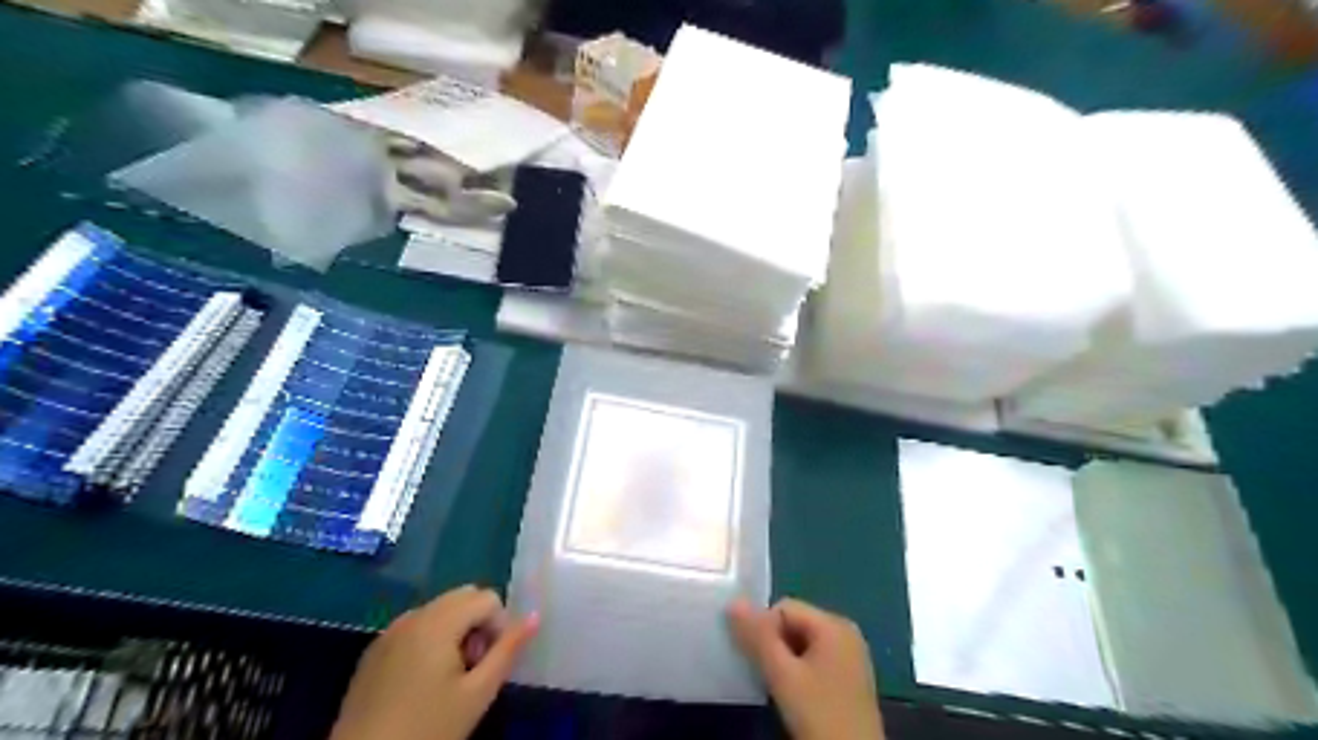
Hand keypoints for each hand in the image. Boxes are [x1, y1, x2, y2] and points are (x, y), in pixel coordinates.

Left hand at [336, 583, 538, 739]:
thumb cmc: (427, 729)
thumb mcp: (478, 694)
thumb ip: (508, 650)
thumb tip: (535, 616)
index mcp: (438, 621)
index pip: (487, 598)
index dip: (498, 627)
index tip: (487, 665)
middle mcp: (413, 615)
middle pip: (463, 596)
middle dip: (478, 623)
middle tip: (472, 668)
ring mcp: (390, 630)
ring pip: (440, 609)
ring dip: (456, 630)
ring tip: (450, 677)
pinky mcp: (375, 649)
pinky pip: (417, 625)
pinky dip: (431, 639)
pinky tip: (423, 682)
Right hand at [730, 595, 883, 739]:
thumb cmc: (819, 714)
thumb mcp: (783, 675)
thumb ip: (758, 637)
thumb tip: (733, 601)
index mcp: (834, 624)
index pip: (784, 607)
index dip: (764, 630)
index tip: (757, 660)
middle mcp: (845, 632)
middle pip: (794, 623)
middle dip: (774, 645)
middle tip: (766, 675)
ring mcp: (850, 656)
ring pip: (802, 644)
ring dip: (785, 660)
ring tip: (779, 687)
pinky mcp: (850, 678)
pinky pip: (815, 660)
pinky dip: (799, 671)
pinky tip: (795, 696)